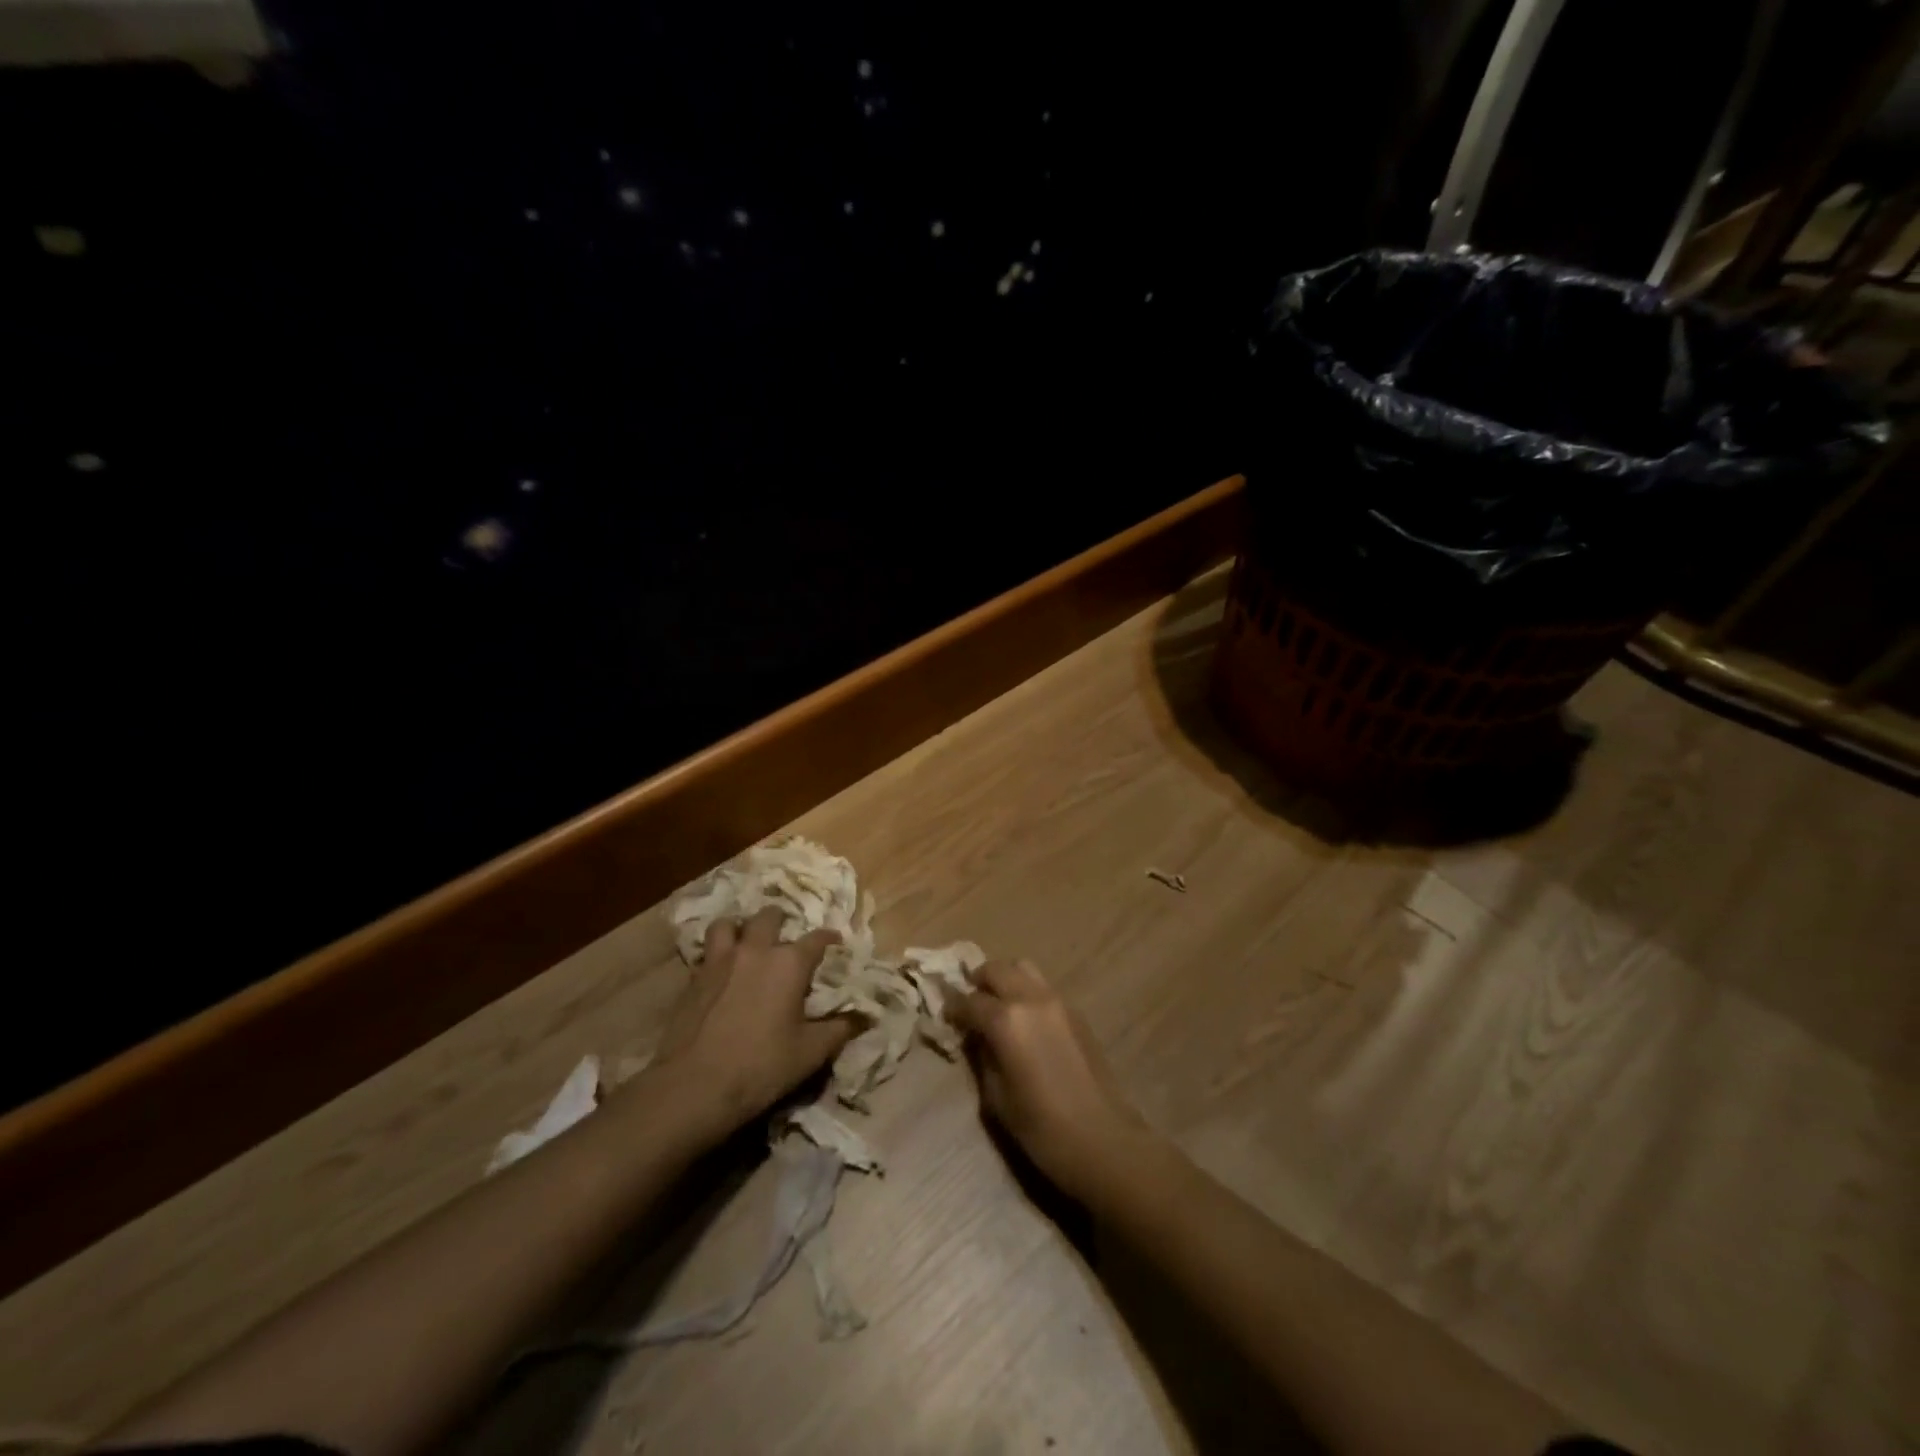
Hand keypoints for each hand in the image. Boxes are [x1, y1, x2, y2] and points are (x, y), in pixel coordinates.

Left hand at [650, 907, 855, 1140]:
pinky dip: (716, 954)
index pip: (817, 939)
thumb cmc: (760, 1067)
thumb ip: (840, 1029)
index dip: (830, 938)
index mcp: (789, 963)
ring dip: (740, 928)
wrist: (692, 1087)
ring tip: (746, 942)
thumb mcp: (810, 1053)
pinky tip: (721, 972)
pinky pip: (707, 952)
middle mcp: (756, 951)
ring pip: (728, 925)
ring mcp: (720, 961)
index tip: (837, 942)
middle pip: (769, 917)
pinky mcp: (693, 978)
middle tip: (786, 936)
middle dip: (781, 921)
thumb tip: (865, 1016)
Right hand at [953, 960, 1153, 1201]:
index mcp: (1006, 1020)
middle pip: (997, 969)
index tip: (945, 1016)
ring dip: (1005, 979)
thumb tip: (975, 1036)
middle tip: (970, 1003)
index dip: (953, 1008)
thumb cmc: (1041, 1128)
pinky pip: (1043, 987)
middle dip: (978, 981)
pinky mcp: (1076, 1012)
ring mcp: (1058, 1001)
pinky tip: (1025, 1021)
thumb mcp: (996, 1097)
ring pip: (1024, 968)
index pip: (969, 1000)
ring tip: (997, 1004)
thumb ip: (982, 1056)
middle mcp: (1031, 999)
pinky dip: (1027, 992)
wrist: (1103, 1140)